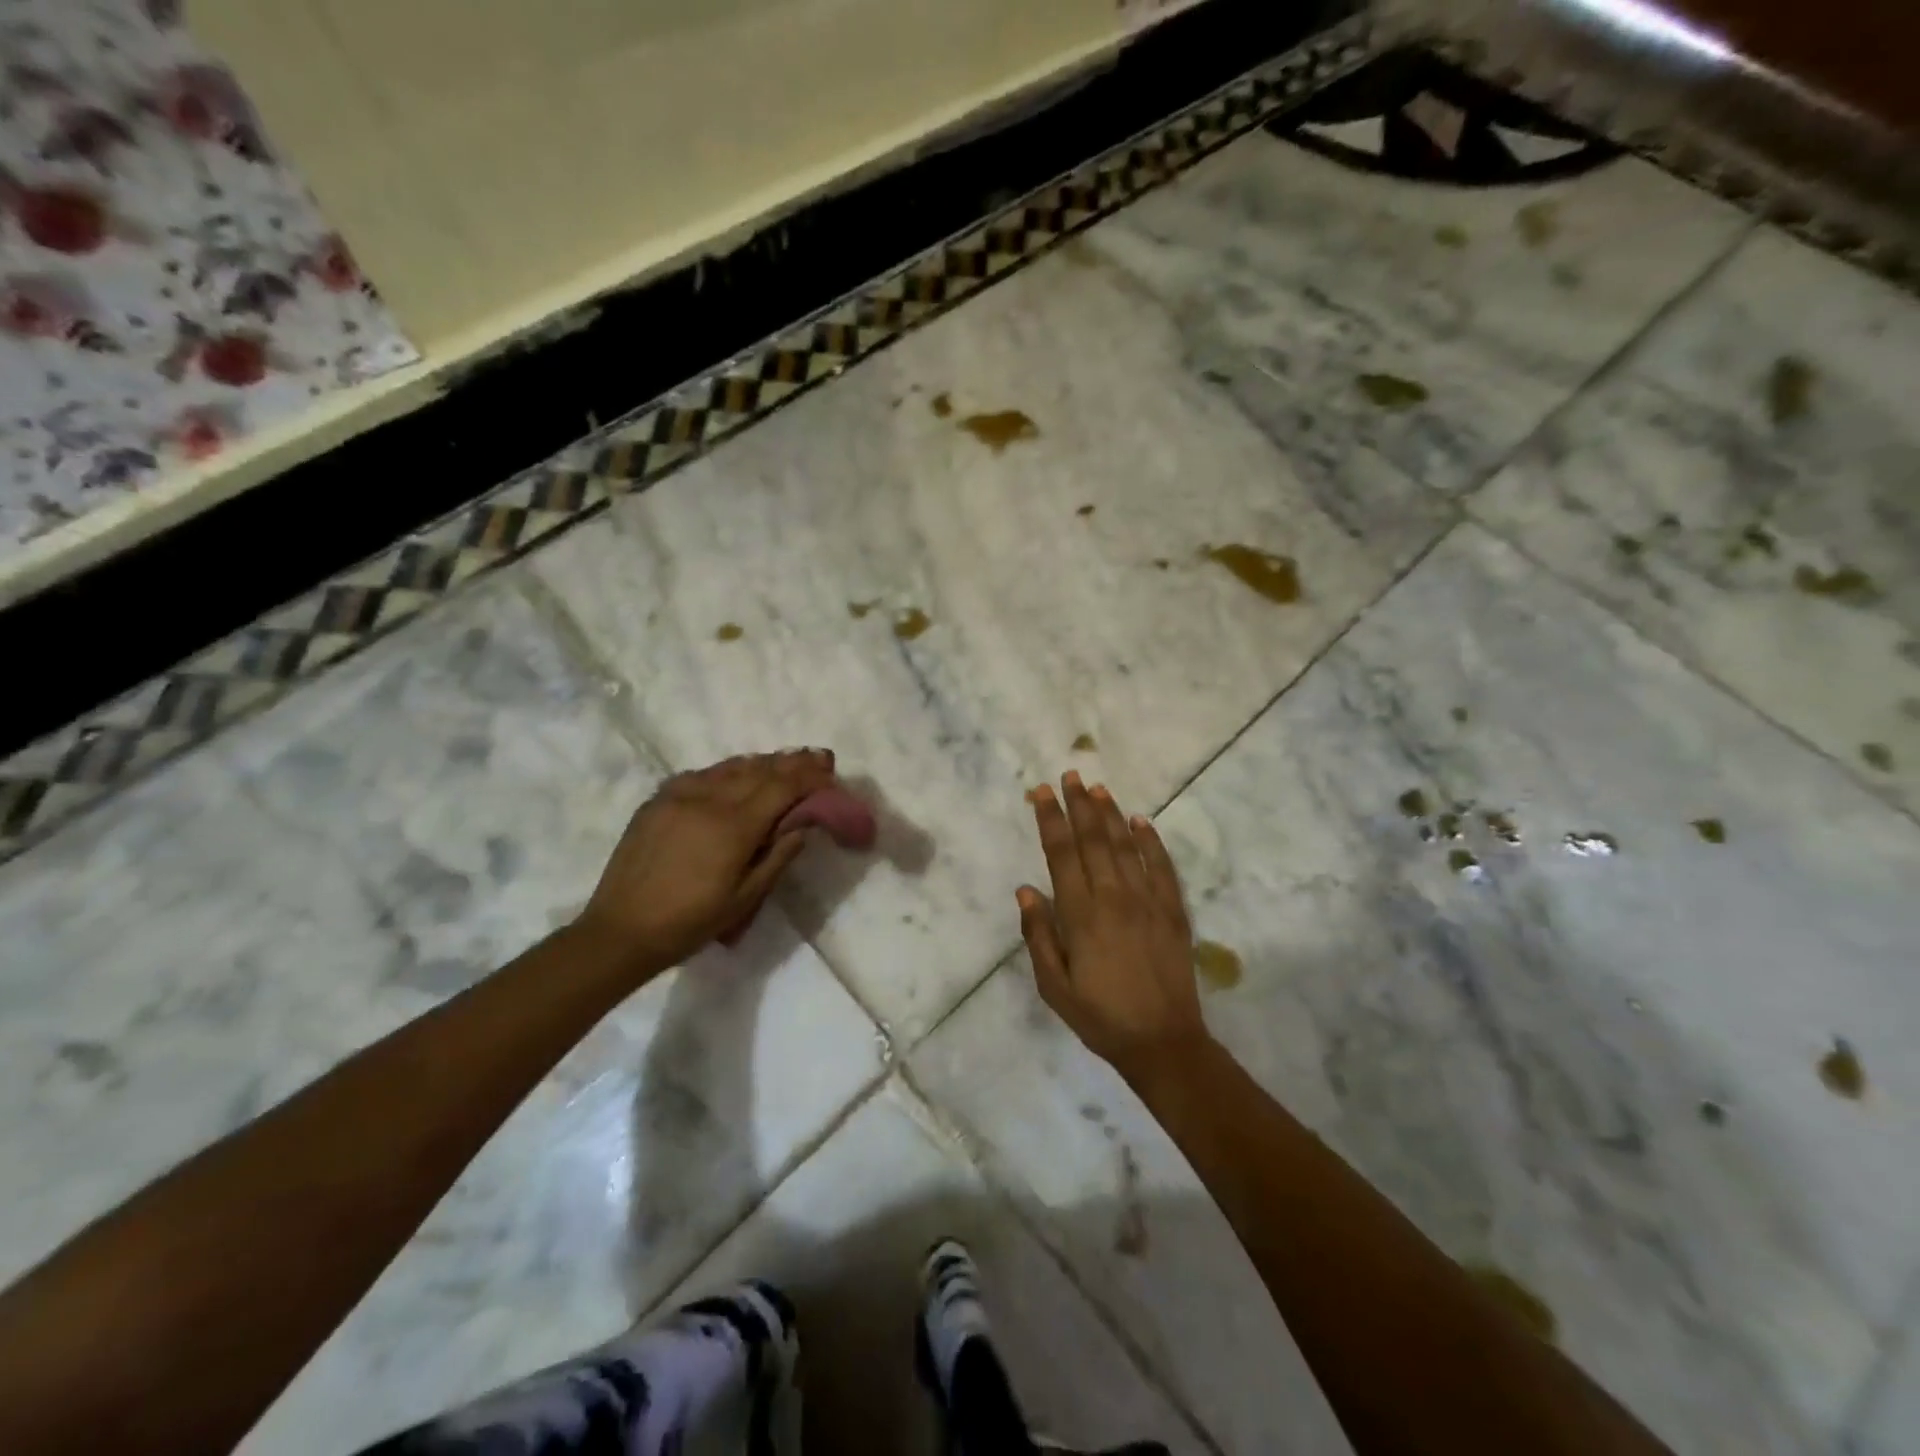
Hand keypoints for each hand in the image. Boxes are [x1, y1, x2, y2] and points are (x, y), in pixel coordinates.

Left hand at [577, 748, 836, 975]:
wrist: (621, 930)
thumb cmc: (690, 922)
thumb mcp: (745, 898)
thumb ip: (778, 856)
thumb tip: (802, 825)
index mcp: (733, 826)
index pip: (781, 787)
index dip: (809, 776)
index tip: (829, 770)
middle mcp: (708, 799)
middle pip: (759, 770)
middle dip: (792, 762)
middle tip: (818, 756)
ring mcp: (679, 795)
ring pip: (730, 767)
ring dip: (762, 762)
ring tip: (784, 761)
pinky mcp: (658, 800)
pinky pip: (701, 774)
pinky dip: (728, 771)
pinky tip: (736, 775)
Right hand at [1018, 772, 1212, 1080]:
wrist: (1163, 1042)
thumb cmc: (1100, 1017)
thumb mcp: (1054, 987)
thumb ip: (1038, 935)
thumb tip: (1026, 889)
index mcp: (1081, 915)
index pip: (1061, 854)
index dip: (1050, 819)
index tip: (1040, 792)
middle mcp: (1113, 897)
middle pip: (1093, 840)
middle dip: (1078, 805)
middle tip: (1069, 775)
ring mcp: (1147, 901)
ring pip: (1125, 846)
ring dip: (1110, 814)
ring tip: (1098, 788)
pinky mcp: (1172, 911)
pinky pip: (1161, 867)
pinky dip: (1151, 841)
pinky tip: (1141, 822)